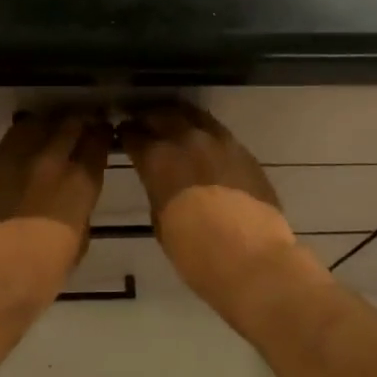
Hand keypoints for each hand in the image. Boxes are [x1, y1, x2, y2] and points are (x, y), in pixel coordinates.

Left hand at [0, 110, 108, 326]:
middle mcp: (52, 162)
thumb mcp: (77, 243)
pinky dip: (24, 135)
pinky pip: (13, 137)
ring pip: (39, 123)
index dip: (102, 135)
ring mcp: (18, 159)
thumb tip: (74, 201)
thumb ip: (79, 212)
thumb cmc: (40, 278)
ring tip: (54, 130)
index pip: (97, 142)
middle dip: (79, 122)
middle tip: (82, 126)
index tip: (103, 134)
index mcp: (80, 184)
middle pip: (70, 124)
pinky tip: (27, 141)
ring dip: (50, 124)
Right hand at [118, 102, 308, 308]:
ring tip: (174, 126)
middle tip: (145, 124)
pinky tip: (203, 143)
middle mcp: (186, 140)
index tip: (123, 135)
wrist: (253, 261)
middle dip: (150, 118)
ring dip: (179, 118)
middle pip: (162, 115)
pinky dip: (205, 132)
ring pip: (193, 115)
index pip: (133, 135)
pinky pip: (218, 131)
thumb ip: (157, 191)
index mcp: (158, 160)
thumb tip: (161, 181)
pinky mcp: (243, 151)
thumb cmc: (196, 254)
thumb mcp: (161, 222)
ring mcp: (219, 142)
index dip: (125, 134)